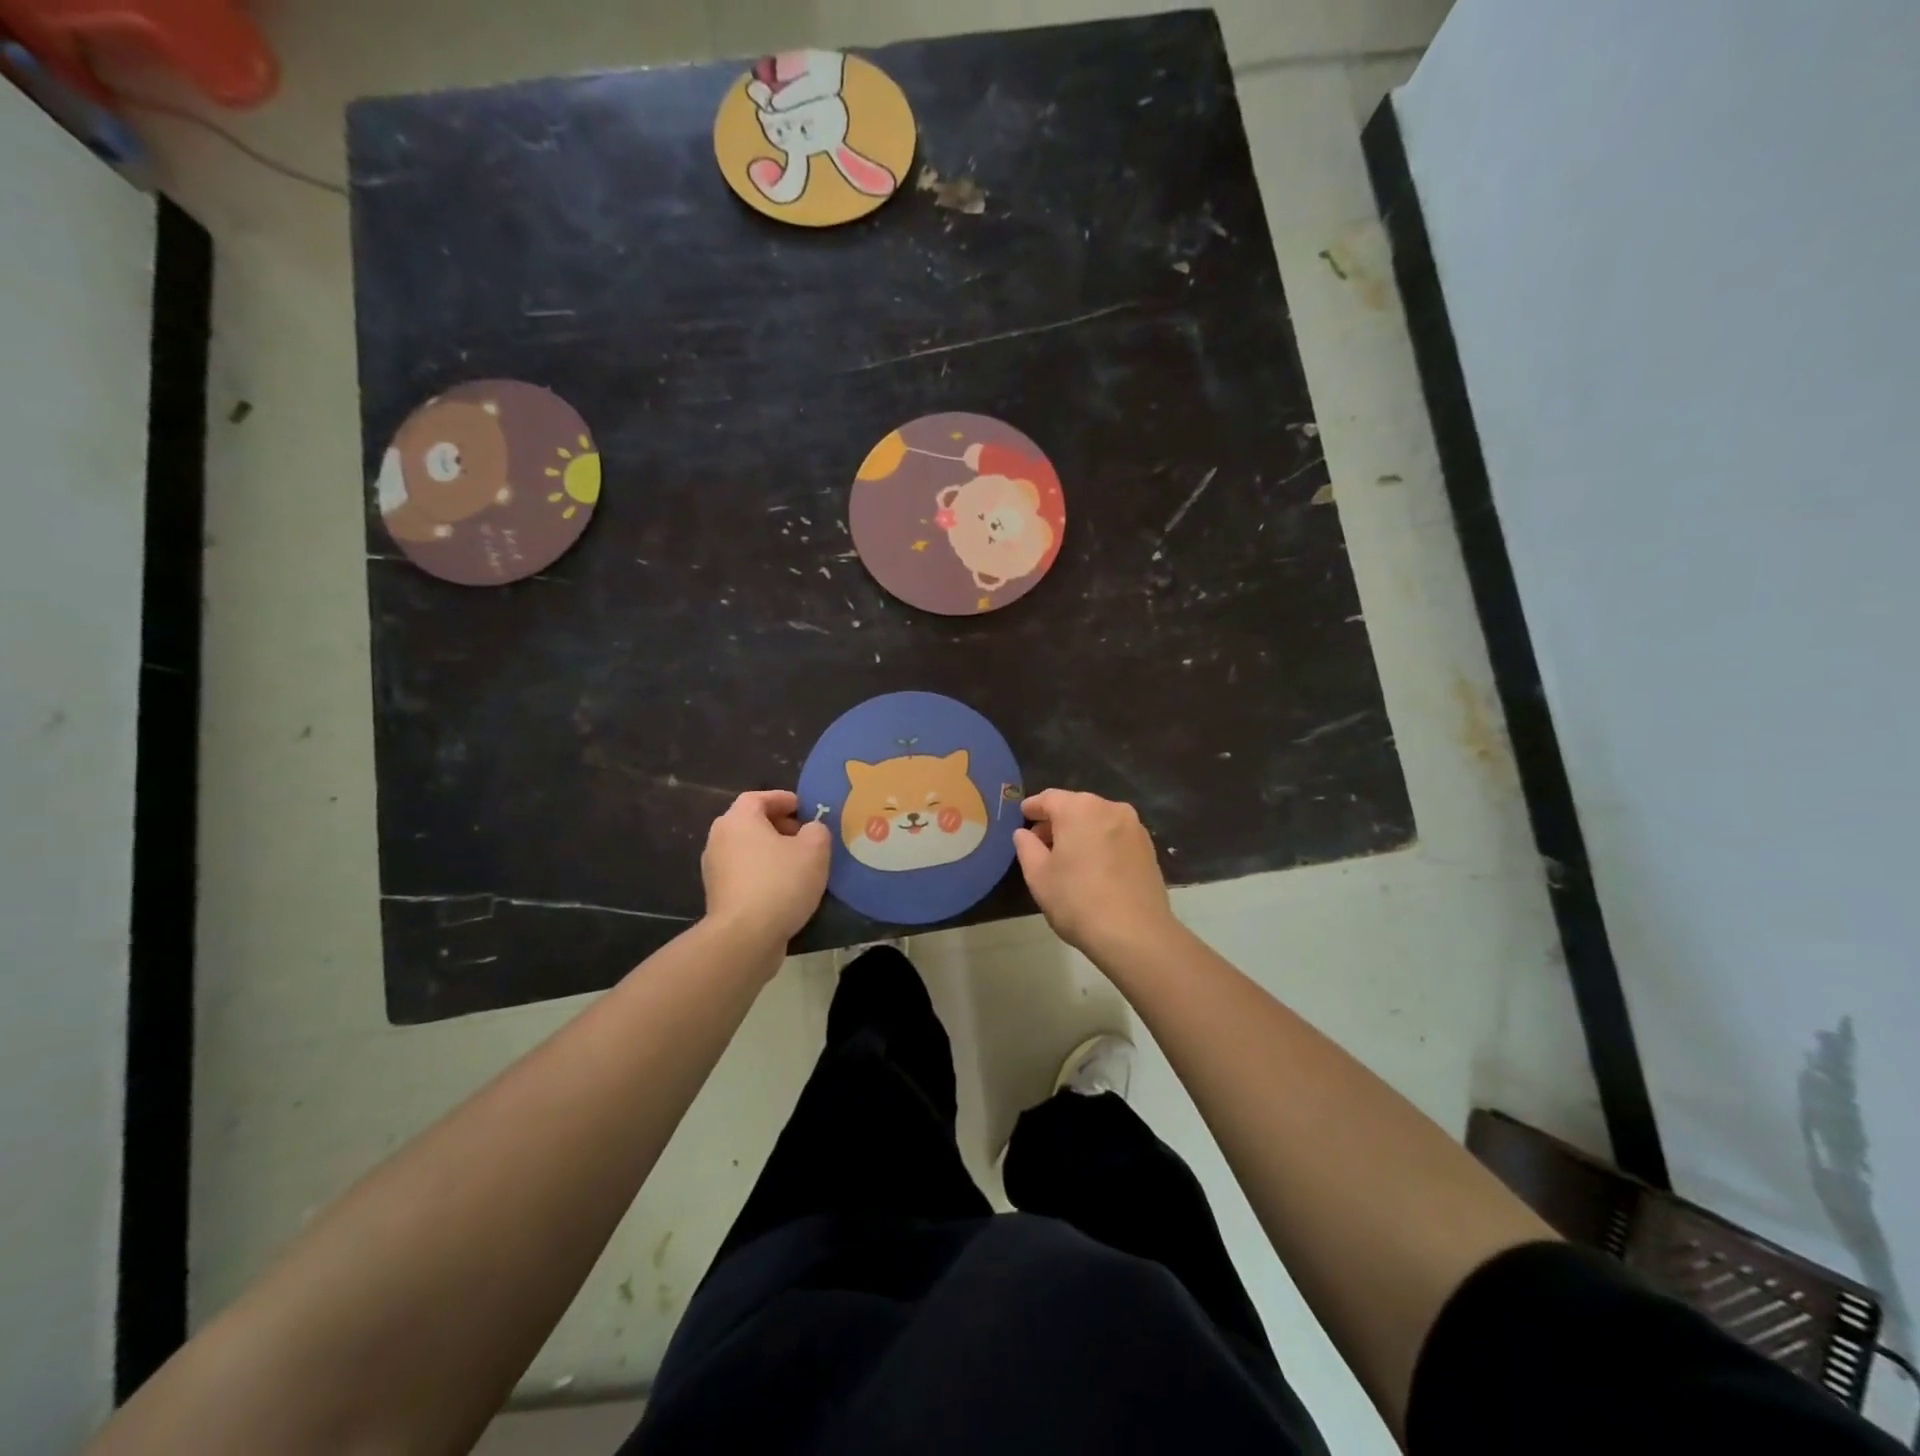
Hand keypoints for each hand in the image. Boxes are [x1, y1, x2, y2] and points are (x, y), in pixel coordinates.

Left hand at [701, 790, 829, 950]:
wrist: (744, 937)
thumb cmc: (780, 883)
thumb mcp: (814, 850)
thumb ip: (817, 830)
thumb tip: (810, 830)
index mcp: (738, 820)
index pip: (758, 797)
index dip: (783, 799)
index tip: (804, 808)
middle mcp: (719, 839)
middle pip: (750, 823)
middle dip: (778, 825)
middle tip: (804, 836)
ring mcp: (714, 869)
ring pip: (747, 849)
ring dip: (771, 851)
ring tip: (798, 863)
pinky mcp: (718, 896)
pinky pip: (744, 873)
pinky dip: (762, 872)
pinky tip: (784, 888)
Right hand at [1013, 789, 1173, 960]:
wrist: (1135, 934)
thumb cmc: (1077, 900)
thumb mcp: (1038, 875)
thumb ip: (1026, 847)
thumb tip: (1024, 833)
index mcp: (1079, 808)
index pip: (1048, 798)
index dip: (1032, 807)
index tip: (1022, 817)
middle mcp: (1109, 808)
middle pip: (1075, 806)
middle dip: (1056, 821)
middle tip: (1040, 843)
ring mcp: (1134, 826)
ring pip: (1098, 820)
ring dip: (1080, 831)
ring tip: (1067, 857)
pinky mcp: (1148, 847)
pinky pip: (1116, 835)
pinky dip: (1101, 842)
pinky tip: (1093, 866)